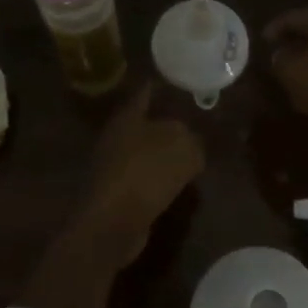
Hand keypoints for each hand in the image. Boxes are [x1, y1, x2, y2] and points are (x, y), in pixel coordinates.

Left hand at [86, 82, 203, 262]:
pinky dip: (159, 181)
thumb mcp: (183, 147)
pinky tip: (178, 186)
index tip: (181, 83)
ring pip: (145, 152)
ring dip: (164, 156)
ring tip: (192, 157)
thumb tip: (191, 145)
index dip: (163, 86)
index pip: (147, 92)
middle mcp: (117, 136)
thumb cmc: (146, 172)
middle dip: (168, 124)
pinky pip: (144, 179)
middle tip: (196, 125)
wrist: (112, 223)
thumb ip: (192, 139)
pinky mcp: (117, 195)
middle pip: (146, 123)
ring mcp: (114, 167)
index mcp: (129, 116)